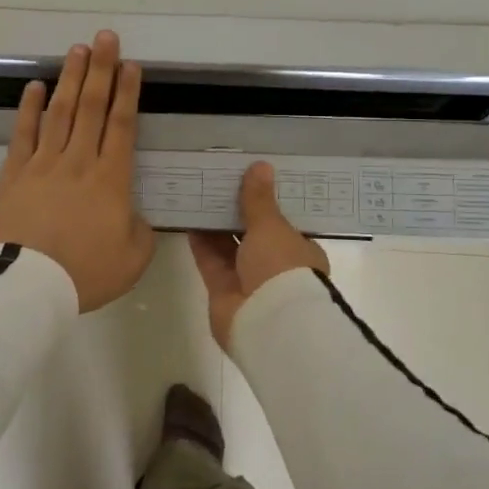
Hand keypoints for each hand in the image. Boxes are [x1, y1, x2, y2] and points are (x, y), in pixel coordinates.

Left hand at [0, 31, 155, 312]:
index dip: (127, 93)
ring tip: (77, 50)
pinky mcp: (13, 173)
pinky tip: (35, 86)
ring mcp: (42, 164)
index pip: (122, 126)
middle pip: (92, 107)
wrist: (26, 285)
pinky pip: (23, 133)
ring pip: (60, 112)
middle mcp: (78, 161)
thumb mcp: (132, 260)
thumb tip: (135, 216)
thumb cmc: (83, 273)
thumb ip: (141, 232)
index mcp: (111, 180)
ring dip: (70, 79)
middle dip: (101, 70)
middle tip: (105, 38)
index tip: (131, 66)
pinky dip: (30, 108)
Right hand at [189, 161, 329, 349]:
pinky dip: (200, 242)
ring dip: (215, 225)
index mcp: (300, 251)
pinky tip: (188, 219)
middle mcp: (276, 266)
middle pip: (253, 234)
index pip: (283, 223)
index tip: (248, 181)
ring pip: (229, 247)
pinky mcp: (223, 291)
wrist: (269, 323)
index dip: (266, 203)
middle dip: (237, 213)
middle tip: (217, 182)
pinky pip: (210, 261)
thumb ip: (259, 199)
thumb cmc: (282, 268)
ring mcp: (248, 280)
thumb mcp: (271, 226)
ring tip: (198, 194)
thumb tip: (260, 165)